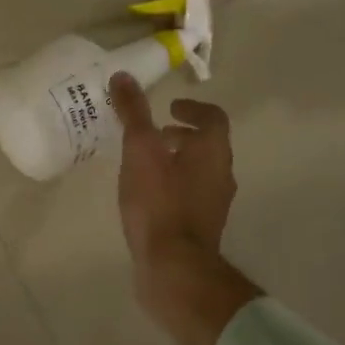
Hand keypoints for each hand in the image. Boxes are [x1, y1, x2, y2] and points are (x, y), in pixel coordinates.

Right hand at [109, 73, 260, 344]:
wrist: (174, 268)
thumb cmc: (160, 203)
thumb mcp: (140, 151)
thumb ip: (133, 113)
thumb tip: (123, 76)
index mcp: (213, 152)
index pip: (213, 118)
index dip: (193, 108)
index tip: (170, 107)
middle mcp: (221, 175)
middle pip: (207, 146)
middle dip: (182, 135)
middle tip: (154, 134)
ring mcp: (213, 205)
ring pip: (199, 172)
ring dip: (176, 161)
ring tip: (144, 164)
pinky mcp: (200, 229)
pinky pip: (189, 196)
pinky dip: (172, 186)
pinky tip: (146, 197)